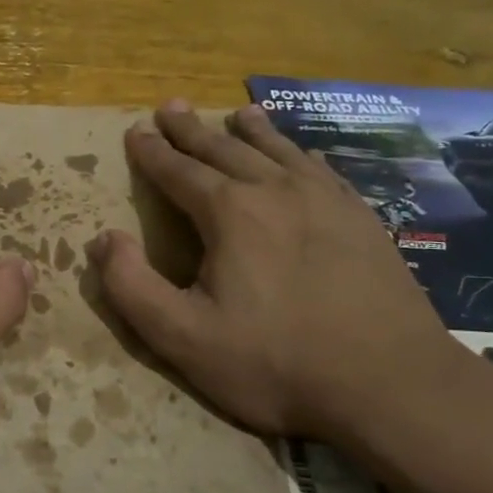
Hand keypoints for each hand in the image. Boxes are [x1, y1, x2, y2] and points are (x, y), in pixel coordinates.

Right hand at [86, 100, 456, 443]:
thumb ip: (131, 286)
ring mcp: (327, 202)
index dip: (153, 152)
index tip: (136, 131)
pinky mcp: (363, 220)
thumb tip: (102, 239)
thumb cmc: (274, 363)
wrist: (390, 385)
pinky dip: (300, 154)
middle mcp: (277, 191)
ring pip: (279, 152)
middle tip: (171, 106)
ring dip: (252, 131)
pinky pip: (322, 171)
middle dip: (192, 130)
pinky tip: (301, 155)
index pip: (179, 171)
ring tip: (237, 112)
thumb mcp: (181, 336)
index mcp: (230, 214)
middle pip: (225, 150)